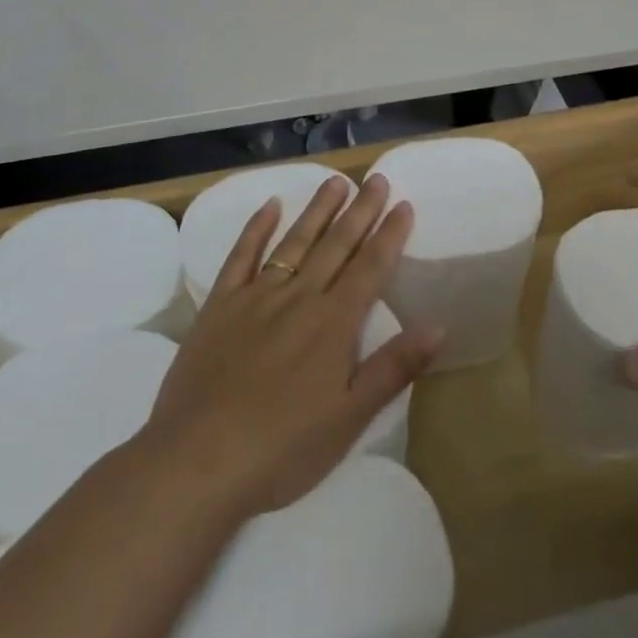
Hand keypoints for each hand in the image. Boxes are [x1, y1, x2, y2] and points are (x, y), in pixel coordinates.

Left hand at [141, 174, 440, 517]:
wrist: (199, 459)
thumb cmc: (283, 447)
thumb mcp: (350, 417)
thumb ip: (394, 367)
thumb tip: (438, 325)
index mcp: (334, 323)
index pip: (370, 267)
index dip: (389, 235)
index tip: (404, 204)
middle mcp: (299, 297)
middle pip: (336, 244)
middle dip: (360, 211)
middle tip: (377, 179)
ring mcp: (256, 297)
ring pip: (295, 242)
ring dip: (317, 210)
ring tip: (336, 182)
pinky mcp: (220, 305)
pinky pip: (241, 256)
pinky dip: (256, 228)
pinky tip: (270, 206)